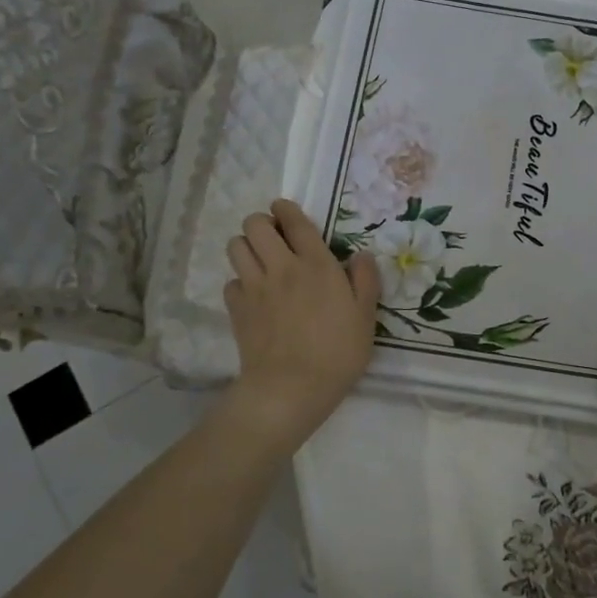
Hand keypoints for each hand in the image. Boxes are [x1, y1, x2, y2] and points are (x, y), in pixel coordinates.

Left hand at [224, 198, 380, 442]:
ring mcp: (254, 287)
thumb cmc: (338, 352)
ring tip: (261, 261)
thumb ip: (365, 280)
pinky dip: (240, 282)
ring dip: (246, 247)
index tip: (286, 212)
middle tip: (275, 238)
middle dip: (262, 224)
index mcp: (315, 263)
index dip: (286, 209)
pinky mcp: (237, 309)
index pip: (293, 220)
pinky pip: (231, 282)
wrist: (292, 388)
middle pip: (255, 224)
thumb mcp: (366, 316)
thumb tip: (362, 256)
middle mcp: (281, 267)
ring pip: (236, 246)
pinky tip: (253, 295)